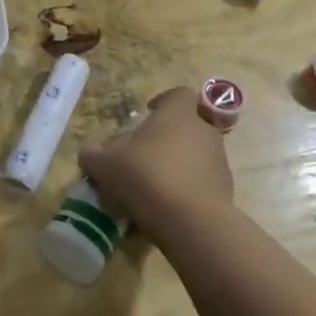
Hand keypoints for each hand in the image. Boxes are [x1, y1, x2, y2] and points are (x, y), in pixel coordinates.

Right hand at [78, 86, 233, 237]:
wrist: (191, 221)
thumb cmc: (146, 176)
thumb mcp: (104, 164)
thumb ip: (93, 154)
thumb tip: (90, 153)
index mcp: (178, 113)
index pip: (178, 94)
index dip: (163, 101)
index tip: (148, 113)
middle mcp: (204, 131)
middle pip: (187, 126)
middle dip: (166, 139)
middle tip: (142, 157)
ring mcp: (219, 161)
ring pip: (195, 156)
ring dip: (176, 166)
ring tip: (150, 189)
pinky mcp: (226, 191)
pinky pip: (201, 184)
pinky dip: (186, 191)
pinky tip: (165, 210)